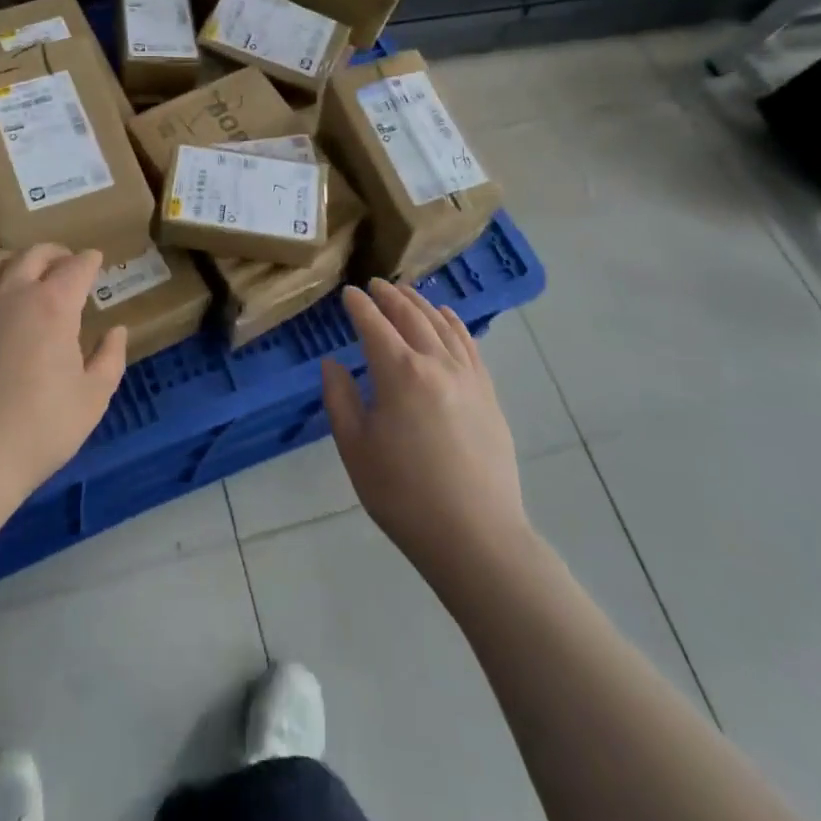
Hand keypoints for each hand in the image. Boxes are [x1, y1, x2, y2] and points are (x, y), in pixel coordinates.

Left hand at [0, 246, 126, 501]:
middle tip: (64, 265)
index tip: (95, 263)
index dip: (90, 262)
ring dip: (14, 261)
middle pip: (36, 254)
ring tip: (19, 273)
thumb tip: (116, 330)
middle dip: (56, 255)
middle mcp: (12, 290)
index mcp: (54, 304)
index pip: (77, 266)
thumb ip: (110, 358)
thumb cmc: (38, 429)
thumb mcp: (92, 398)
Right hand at [323, 280, 529, 590]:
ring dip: (421, 304)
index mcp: (399, 373)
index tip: (348, 293)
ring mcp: (468, 377)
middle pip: (411, 317)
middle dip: (390, 297)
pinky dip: (454, 323)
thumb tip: (332, 364)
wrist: (475, 536)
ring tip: (406, 292)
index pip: (374, 325)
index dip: (359, 306)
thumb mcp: (355, 449)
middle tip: (376, 284)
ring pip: (442, 325)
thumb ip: (340, 399)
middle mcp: (435, 363)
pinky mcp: (488, 394)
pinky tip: (447, 317)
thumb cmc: (403, 495)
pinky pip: (470, 345)